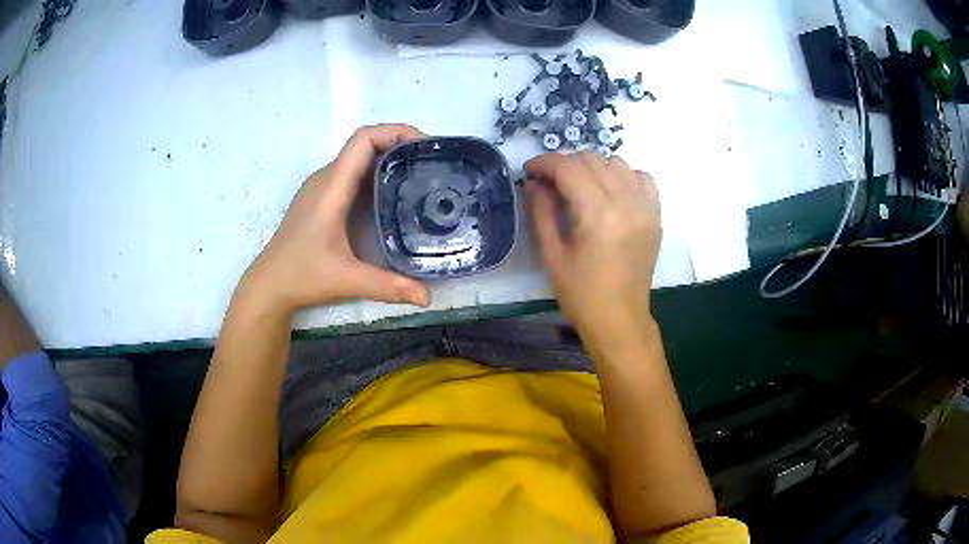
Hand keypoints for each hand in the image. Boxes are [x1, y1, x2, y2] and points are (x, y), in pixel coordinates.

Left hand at [242, 124, 431, 315]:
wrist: (269, 284)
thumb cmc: (302, 275)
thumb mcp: (347, 280)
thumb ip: (389, 287)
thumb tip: (427, 297)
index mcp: (332, 187)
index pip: (363, 140)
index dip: (396, 132)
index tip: (425, 145)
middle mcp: (326, 179)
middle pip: (365, 144)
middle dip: (400, 144)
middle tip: (432, 163)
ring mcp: (322, 187)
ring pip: (359, 158)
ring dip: (389, 158)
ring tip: (420, 175)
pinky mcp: (321, 198)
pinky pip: (353, 173)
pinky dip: (377, 174)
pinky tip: (393, 195)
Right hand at [525, 152, 660, 345]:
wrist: (620, 319)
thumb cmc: (581, 294)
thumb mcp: (552, 255)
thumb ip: (541, 212)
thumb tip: (534, 182)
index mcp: (598, 215)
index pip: (569, 168)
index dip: (545, 162)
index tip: (530, 170)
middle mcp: (626, 203)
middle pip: (592, 159)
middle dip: (565, 164)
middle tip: (550, 183)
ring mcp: (646, 207)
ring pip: (617, 162)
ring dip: (593, 167)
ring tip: (580, 186)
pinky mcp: (656, 215)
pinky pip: (642, 177)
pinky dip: (623, 175)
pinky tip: (611, 191)